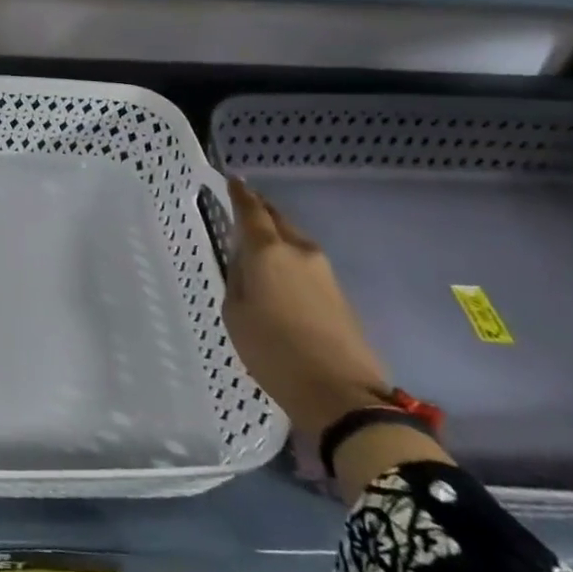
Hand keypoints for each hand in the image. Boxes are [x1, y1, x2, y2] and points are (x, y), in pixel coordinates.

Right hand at [222, 178, 391, 442]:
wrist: (340, 392)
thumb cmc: (273, 351)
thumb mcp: (235, 314)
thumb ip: (237, 280)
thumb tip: (245, 264)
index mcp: (268, 252)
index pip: (251, 211)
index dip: (240, 194)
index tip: (232, 179)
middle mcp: (299, 252)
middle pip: (278, 220)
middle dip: (261, 210)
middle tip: (244, 204)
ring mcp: (324, 272)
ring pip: (294, 241)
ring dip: (276, 236)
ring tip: (257, 242)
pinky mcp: (339, 294)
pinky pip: (306, 264)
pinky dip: (288, 259)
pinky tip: (278, 274)